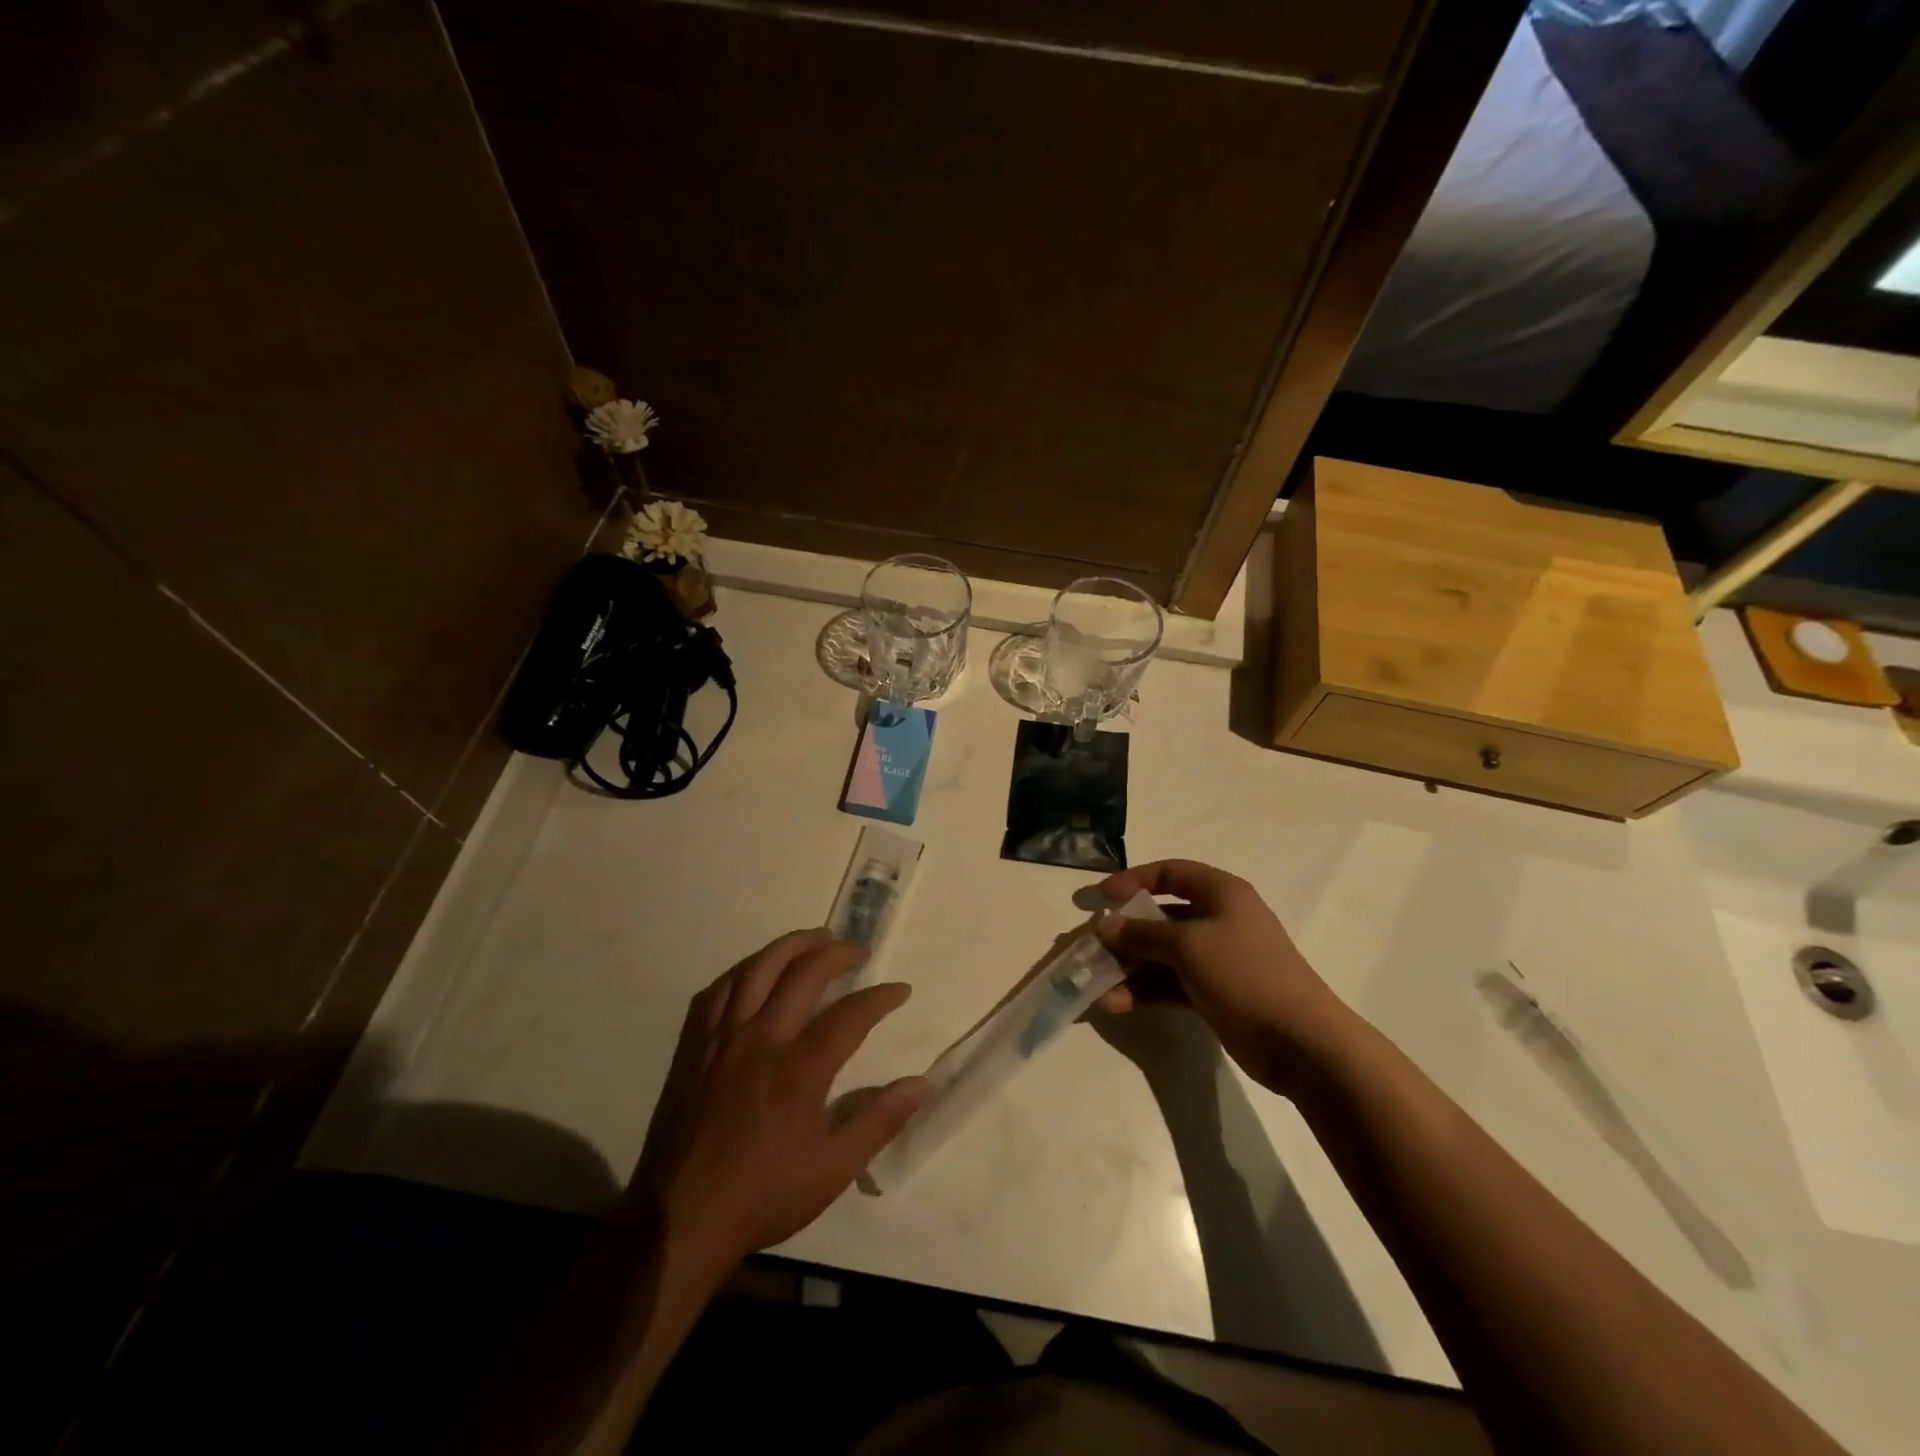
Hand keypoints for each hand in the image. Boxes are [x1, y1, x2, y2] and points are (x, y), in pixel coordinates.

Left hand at [627, 929, 928, 1279]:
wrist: (681, 1218)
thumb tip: (922, 1084)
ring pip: (759, 969)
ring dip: (792, 945)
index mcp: (798, 1069)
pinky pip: (720, 990)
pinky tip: (758, 971)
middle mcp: (762, 1039)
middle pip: (803, 973)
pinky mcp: (696, 1046)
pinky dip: (745, 971)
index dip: (880, 997)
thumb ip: (879, 1121)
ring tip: (816, 938)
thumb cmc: (763, 1194)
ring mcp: (724, 1038)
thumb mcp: (833, 1169)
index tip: (900, 990)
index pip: (850, 1014)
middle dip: (838, 953)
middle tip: (859, 950)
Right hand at [1094, 860, 1344, 1094]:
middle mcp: (1219, 919)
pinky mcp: (1215, 992)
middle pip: (1162, 916)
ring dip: (1131, 967)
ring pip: (1163, 954)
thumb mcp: (1187, 946)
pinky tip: (1118, 1004)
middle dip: (1126, 932)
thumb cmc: (1244, 973)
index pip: (1170, 873)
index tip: (1102, 898)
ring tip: (1099, 985)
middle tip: (1094, 947)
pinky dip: (1145, 990)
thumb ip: (1141, 934)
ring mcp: (1218, 958)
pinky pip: (1171, 983)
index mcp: (1221, 893)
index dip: (1134, 880)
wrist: (1300, 1041)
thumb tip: (1104, 926)